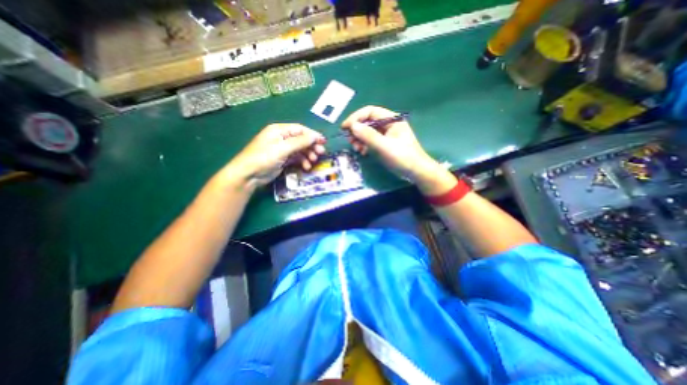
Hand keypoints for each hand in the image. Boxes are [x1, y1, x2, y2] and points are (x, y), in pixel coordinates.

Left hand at [223, 124, 324, 188]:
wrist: (249, 175)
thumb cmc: (264, 158)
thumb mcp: (283, 148)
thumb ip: (300, 142)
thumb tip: (315, 137)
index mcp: (279, 130)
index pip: (300, 129)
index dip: (312, 135)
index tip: (323, 141)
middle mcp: (282, 138)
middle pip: (301, 140)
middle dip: (311, 146)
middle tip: (321, 153)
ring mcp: (282, 149)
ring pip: (300, 150)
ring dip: (308, 155)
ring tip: (313, 161)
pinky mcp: (283, 159)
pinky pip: (296, 158)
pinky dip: (302, 161)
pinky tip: (306, 167)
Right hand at [343, 104, 445, 182]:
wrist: (415, 172)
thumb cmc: (403, 157)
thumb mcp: (384, 146)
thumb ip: (369, 136)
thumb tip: (352, 126)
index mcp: (391, 119)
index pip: (370, 112)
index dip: (356, 117)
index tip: (345, 127)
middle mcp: (388, 124)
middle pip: (367, 121)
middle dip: (357, 130)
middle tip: (350, 141)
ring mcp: (386, 135)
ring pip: (367, 132)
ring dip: (359, 139)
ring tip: (357, 148)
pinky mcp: (384, 144)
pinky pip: (370, 141)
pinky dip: (364, 145)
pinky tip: (363, 152)